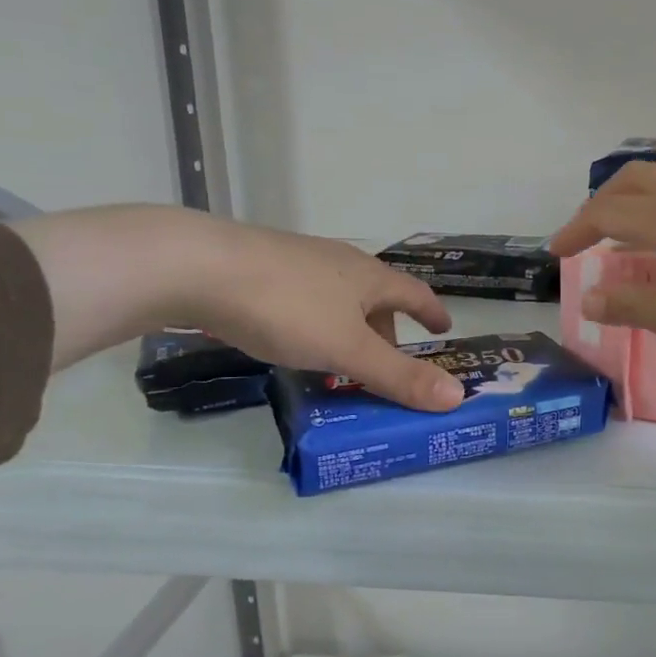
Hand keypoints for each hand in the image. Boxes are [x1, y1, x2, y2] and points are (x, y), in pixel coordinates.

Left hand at [10, 207, 465, 410]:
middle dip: (386, 330)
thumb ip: (398, 376)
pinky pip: (305, 300)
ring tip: (339, 361)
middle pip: (375, 297)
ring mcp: (298, 262)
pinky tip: (292, 342)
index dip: (431, 312)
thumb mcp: (347, 349)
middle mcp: (339, 263)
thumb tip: (458, 395)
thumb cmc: (287, 307)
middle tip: (386, 364)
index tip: (443, 329)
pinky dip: (316, 324)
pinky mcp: (261, 269)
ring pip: (338, 299)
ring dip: (349, 329)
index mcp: (368, 276)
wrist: (197, 266)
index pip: (414, 293)